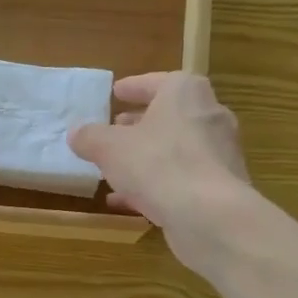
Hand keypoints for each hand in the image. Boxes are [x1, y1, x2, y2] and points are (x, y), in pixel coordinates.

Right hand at [68, 72, 258, 263]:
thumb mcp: (109, 148)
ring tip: (117, 168)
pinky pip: (182, 178)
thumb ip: (90, 137)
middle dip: (140, 123)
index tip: (116, 93)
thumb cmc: (157, 164)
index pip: (156, 82)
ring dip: (147, 157)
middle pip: (169, 115)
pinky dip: (157, 184)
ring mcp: (219, 152)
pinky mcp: (221, 186)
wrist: (209, 215)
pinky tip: (129, 201)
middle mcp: (209, 115)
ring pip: (175, 149)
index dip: (133, 88)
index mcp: (185, 93)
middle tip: (116, 129)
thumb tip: (76, 133)